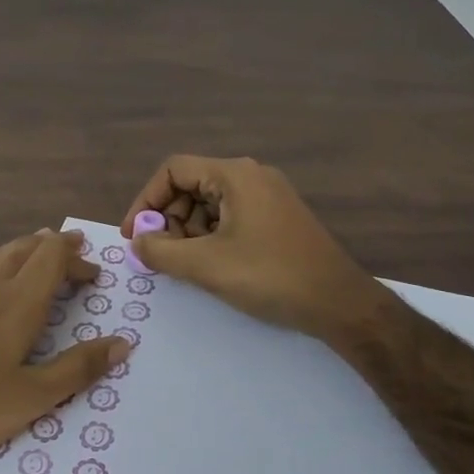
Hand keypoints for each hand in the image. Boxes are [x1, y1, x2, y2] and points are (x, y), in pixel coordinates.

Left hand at [0, 229, 129, 473]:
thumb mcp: (31, 398)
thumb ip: (78, 368)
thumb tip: (123, 343)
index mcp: (17, 305)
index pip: (53, 260)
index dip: (76, 259)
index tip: (93, 274)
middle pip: (25, 249)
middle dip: (53, 247)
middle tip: (73, 250)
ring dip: (21, 248)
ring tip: (36, 248)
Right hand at [122, 156, 378, 340]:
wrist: (338, 302)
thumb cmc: (270, 276)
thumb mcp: (206, 265)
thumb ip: (161, 252)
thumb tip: (139, 242)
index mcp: (234, 175)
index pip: (173, 170)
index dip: (146, 201)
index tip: (135, 236)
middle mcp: (251, 176)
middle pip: (191, 185)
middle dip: (169, 219)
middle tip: (161, 255)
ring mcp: (268, 196)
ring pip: (210, 203)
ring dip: (189, 231)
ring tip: (187, 264)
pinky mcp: (277, 218)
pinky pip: (231, 216)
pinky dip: (211, 236)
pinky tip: (213, 265)